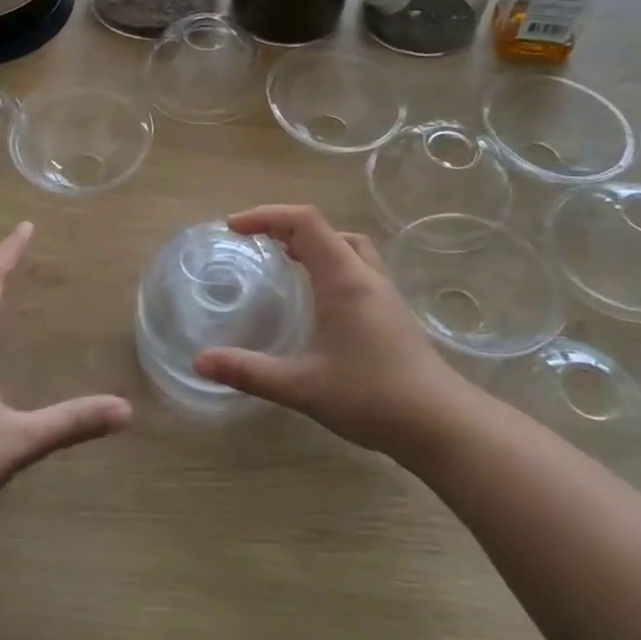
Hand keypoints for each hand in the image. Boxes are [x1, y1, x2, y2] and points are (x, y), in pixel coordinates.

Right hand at [193, 205, 463, 458]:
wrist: (440, 424)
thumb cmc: (370, 396)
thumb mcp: (301, 386)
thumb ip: (249, 371)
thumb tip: (200, 362)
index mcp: (343, 278)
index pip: (304, 221)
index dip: (266, 215)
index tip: (234, 228)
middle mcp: (365, 276)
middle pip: (327, 229)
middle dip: (287, 226)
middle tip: (257, 243)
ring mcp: (385, 293)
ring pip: (348, 247)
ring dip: (315, 244)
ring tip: (286, 262)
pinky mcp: (393, 313)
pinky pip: (358, 269)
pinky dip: (331, 264)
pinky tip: (319, 300)